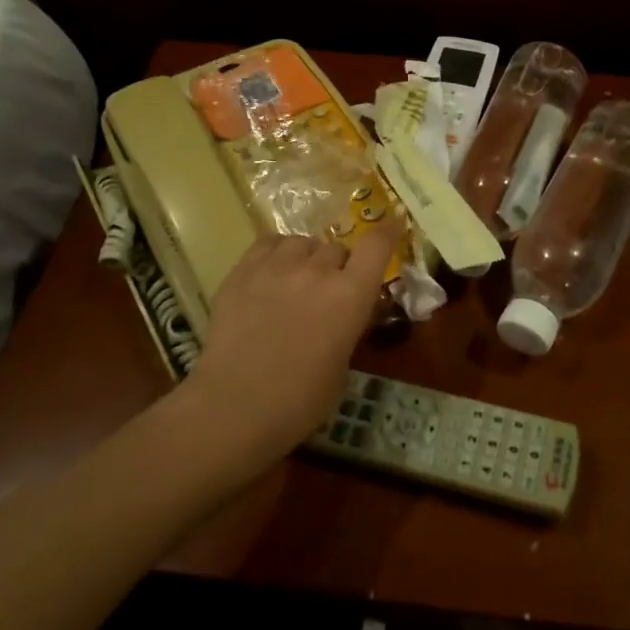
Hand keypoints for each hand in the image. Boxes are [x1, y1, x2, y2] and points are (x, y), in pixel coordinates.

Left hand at [173, 224, 403, 473]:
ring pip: (302, 243)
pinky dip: (277, 252)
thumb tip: (341, 314)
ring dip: (307, 258)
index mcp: (350, 296)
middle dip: (338, 266)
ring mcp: (276, 266)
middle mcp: (317, 271)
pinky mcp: (242, 271)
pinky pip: (268, 243)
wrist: (235, 406)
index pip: (376, 245)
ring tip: (297, 280)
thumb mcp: (341, 365)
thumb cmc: (299, 401)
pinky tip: (272, 271)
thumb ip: (346, 326)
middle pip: (337, 248)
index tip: (394, 222)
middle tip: (328, 292)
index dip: (387, 231)